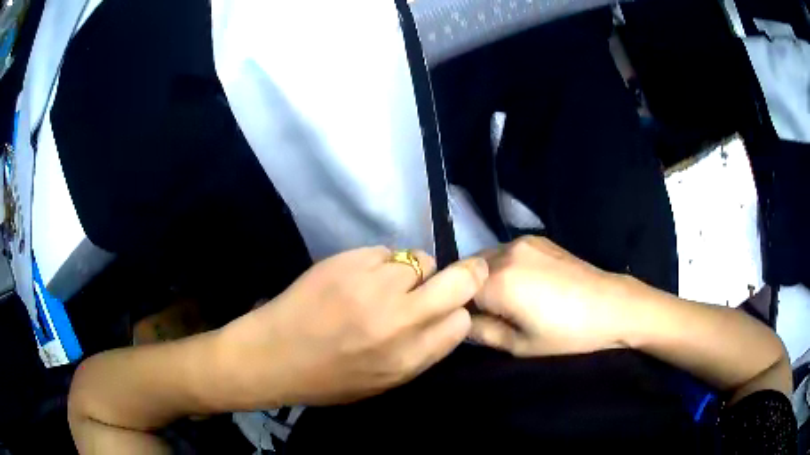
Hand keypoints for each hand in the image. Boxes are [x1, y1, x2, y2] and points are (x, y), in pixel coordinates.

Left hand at [216, 247, 487, 407]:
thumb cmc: (328, 378)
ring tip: (385, 284)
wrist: (272, 356)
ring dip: (411, 272)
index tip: (446, 310)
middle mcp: (398, 321)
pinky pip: (385, 252)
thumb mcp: (384, 382)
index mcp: (408, 359)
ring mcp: (372, 286)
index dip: (456, 312)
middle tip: (450, 277)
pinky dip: (380, 263)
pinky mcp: (347, 261)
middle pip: (459, 281)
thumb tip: (448, 317)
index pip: (461, 322)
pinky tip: (358, 278)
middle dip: (464, 276)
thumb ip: (422, 351)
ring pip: (420, 260)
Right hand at [470, 236, 631, 356]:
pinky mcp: (537, 238)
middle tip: (483, 314)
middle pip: (468, 270)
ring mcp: (522, 241)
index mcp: (499, 282)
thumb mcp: (520, 345)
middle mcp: (505, 252)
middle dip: (468, 290)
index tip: (466, 322)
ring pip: (485, 258)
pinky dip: (502, 266)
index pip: (456, 291)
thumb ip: (482, 333)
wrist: (612, 306)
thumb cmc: (567, 334)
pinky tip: (521, 284)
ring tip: (503, 300)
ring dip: (484, 277)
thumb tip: (460, 323)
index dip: (456, 308)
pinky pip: (505, 251)